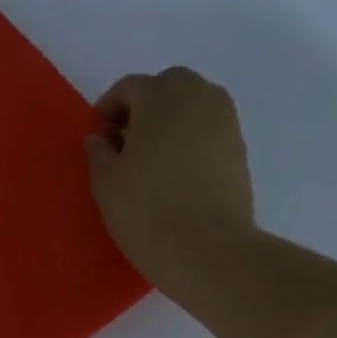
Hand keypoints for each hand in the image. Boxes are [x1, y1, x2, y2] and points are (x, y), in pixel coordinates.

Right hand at [85, 67, 255, 295]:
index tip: (96, 139)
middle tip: (122, 147)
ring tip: (148, 165)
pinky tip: (173, 178)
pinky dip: (188, 145)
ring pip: (189, 111)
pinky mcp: (239, 150)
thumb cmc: (146, 209)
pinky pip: (206, 134)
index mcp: (163, 94)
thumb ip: (98, 152)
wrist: (208, 250)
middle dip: (142, 112)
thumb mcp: (105, 181)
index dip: (107, 110)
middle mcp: (200, 96)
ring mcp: (226, 121)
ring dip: (167, 127)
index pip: (129, 88)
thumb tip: (101, 138)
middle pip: (165, 90)